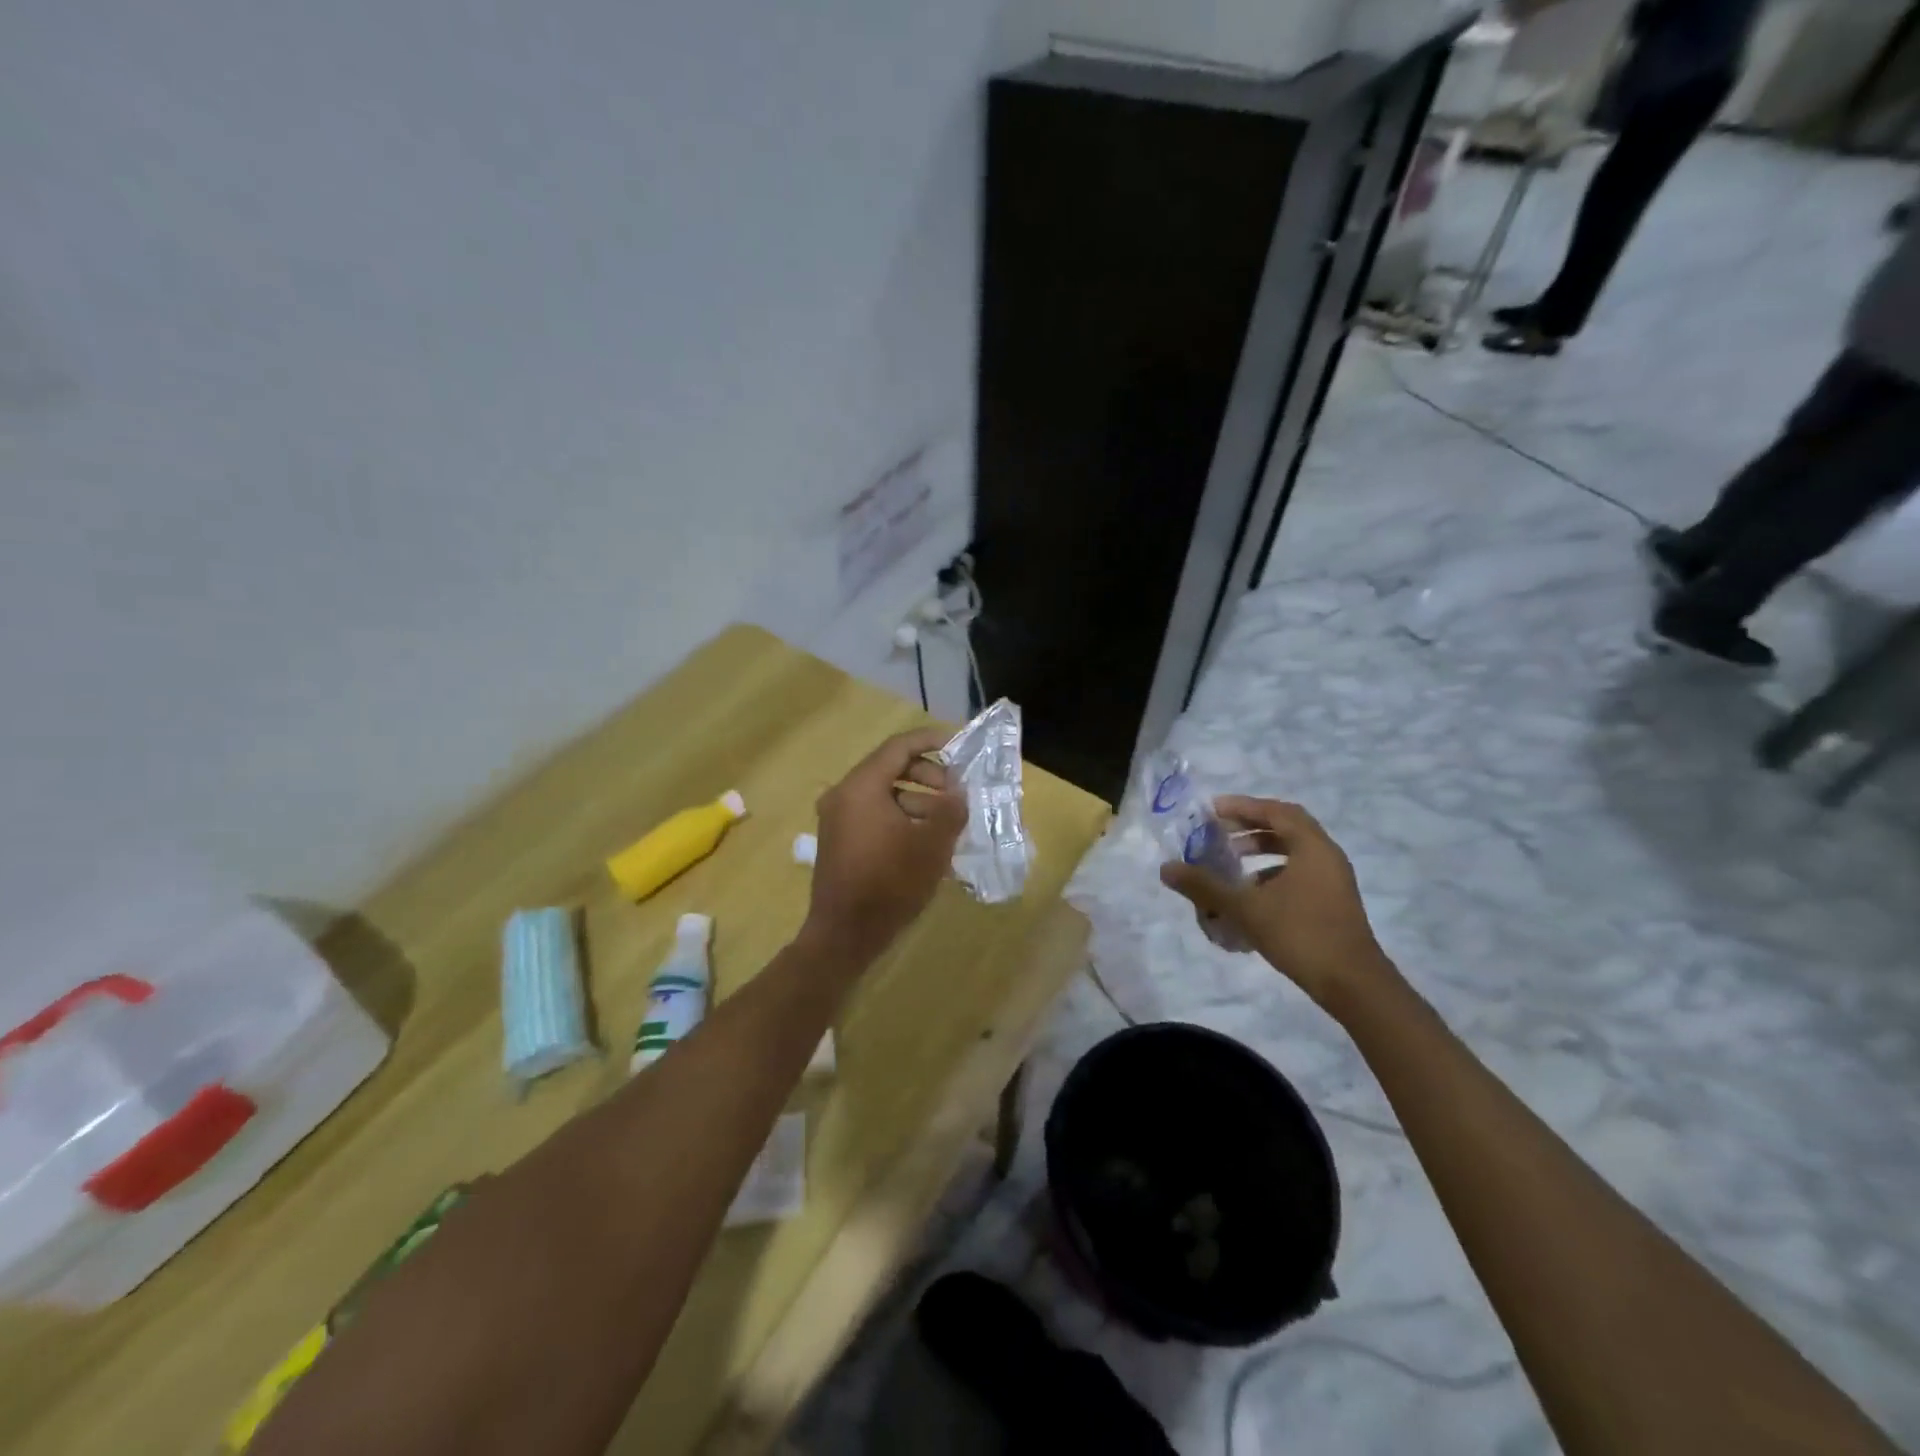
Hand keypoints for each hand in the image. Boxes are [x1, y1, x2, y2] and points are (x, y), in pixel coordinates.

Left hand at [804, 727, 967, 963]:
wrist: (845, 934)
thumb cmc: (890, 883)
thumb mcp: (932, 844)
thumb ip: (951, 809)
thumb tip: (958, 793)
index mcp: (861, 786)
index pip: (899, 747)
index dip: (932, 741)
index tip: (959, 746)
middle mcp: (843, 795)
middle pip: (890, 768)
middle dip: (929, 776)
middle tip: (957, 794)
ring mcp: (837, 819)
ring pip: (884, 794)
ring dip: (918, 800)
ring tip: (948, 822)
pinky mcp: (840, 841)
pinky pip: (874, 814)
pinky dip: (901, 817)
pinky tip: (926, 841)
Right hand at [1159, 797, 1393, 1013]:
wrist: (1353, 984)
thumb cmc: (1300, 935)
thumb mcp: (1245, 908)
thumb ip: (1205, 886)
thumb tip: (1166, 868)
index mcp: (1312, 847)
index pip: (1275, 811)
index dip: (1243, 807)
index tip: (1212, 811)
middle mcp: (1327, 856)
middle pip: (1286, 827)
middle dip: (1250, 827)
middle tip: (1219, 833)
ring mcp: (1333, 880)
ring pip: (1293, 852)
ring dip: (1261, 851)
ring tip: (1231, 862)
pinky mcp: (1333, 902)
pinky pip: (1299, 873)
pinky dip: (1273, 874)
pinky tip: (1251, 895)